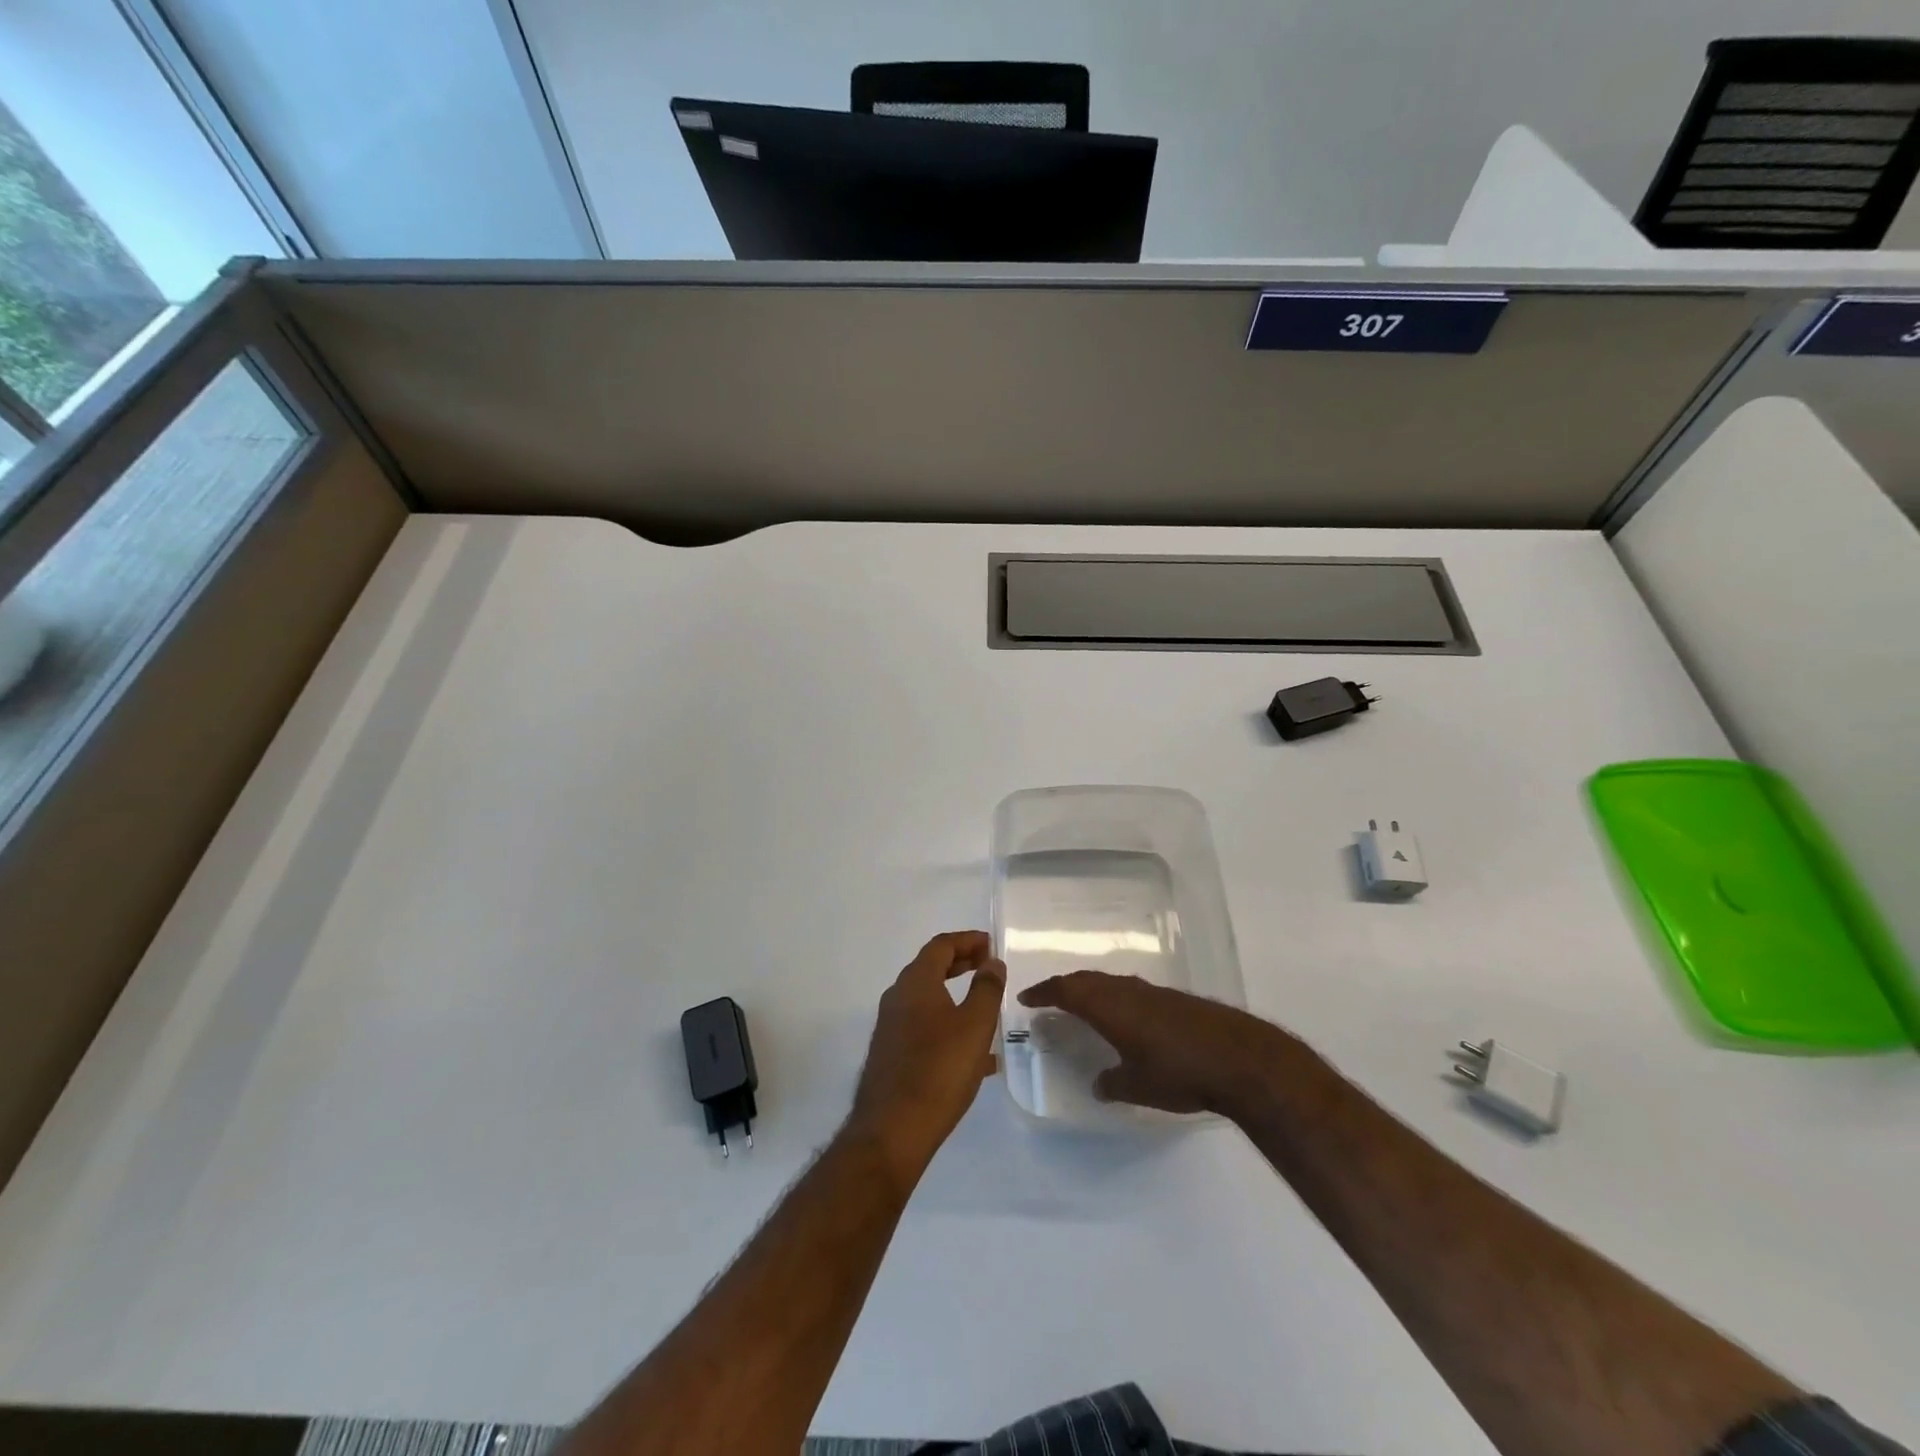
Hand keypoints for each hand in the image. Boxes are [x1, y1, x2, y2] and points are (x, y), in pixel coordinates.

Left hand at [848, 931, 1005, 1182]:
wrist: (892, 1130)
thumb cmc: (939, 1070)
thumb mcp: (975, 1025)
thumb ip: (987, 989)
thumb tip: (992, 962)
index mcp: (915, 982)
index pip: (941, 945)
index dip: (967, 940)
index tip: (991, 944)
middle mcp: (897, 998)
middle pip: (931, 969)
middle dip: (961, 964)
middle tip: (988, 968)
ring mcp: (890, 1027)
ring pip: (928, 1001)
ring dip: (956, 998)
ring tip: (987, 1012)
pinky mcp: (891, 1055)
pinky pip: (924, 1028)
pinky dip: (948, 1027)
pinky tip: (975, 1058)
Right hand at [1018, 972, 1287, 1114]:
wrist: (1240, 1059)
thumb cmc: (1179, 1072)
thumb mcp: (1137, 1086)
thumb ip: (1113, 1084)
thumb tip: (1100, 1084)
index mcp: (1109, 1006)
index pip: (1066, 991)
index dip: (1044, 992)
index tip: (1026, 998)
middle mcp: (1127, 991)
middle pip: (1087, 980)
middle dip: (1065, 987)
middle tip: (1049, 998)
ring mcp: (1154, 992)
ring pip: (1111, 983)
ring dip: (1092, 990)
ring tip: (1082, 1005)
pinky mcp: (1176, 1001)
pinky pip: (1132, 991)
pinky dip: (1116, 998)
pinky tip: (1125, 1018)